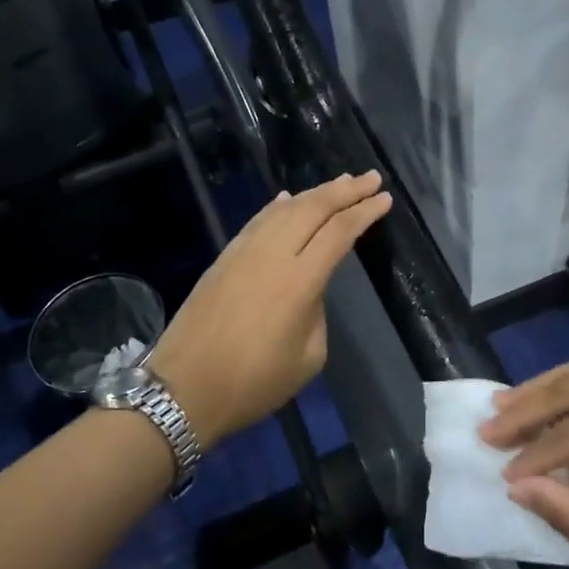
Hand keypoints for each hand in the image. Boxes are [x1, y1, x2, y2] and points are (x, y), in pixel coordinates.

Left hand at [148, 172, 391, 447]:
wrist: (183, 390)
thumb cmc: (254, 383)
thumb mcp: (308, 358)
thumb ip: (317, 313)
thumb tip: (308, 291)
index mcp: (300, 281)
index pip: (339, 232)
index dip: (364, 212)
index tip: (385, 199)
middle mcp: (272, 255)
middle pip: (313, 208)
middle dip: (345, 190)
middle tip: (370, 178)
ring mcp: (243, 252)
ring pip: (283, 209)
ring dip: (314, 193)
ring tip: (339, 184)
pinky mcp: (223, 258)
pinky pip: (258, 220)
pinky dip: (278, 206)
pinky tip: (287, 199)